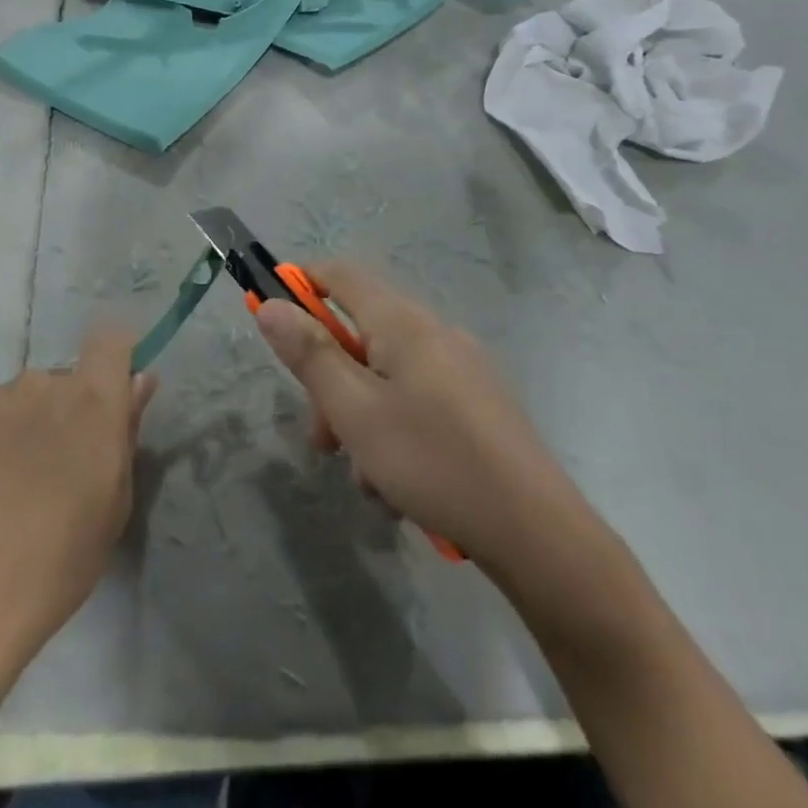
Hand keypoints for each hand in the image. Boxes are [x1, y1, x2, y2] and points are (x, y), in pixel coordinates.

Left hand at [0, 325, 156, 673]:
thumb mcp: (113, 503)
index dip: (112, 360)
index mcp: (90, 400)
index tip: (109, 392)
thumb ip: (125, 431)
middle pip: (57, 382)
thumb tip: (139, 380)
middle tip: (46, 469)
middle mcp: (40, 383)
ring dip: (11, 426)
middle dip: (56, 413)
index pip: (111, 341)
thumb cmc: (57, 560)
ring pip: (10, 400)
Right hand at [255, 263, 553, 561]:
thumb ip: (310, 354)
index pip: (341, 274)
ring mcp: (463, 369)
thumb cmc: (432, 461)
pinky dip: (396, 432)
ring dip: (362, 419)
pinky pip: (418, 401)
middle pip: (361, 335)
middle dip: (331, 383)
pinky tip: (401, 487)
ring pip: (387, 378)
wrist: (536, 533)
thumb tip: (271, 305)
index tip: (272, 317)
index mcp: (404, 323)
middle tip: (324, 440)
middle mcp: (435, 333)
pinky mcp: (479, 405)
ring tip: (368, 479)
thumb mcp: (354, 411)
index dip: (301, 284)